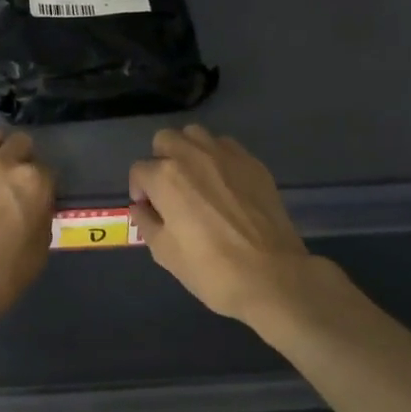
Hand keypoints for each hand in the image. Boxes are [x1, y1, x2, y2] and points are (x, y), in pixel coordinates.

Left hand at [0, 128, 55, 338]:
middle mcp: (4, 164)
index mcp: (34, 184)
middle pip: (20, 143)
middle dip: (20, 158)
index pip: (47, 171)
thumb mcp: (36, 257)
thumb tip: (35, 210)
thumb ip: (40, 223)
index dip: (41, 186)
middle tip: (11, 182)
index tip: (34, 200)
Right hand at [129, 125, 319, 329]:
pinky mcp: (253, 162)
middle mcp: (192, 155)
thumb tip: (141, 207)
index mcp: (165, 177)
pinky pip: (226, 146)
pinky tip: (224, 184)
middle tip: (169, 189)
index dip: (139, 190)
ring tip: (196, 179)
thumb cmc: (210, 269)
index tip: (149, 208)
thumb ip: (146, 222)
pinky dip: (217, 158)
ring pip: (196, 135)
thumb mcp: (165, 252)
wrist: (271, 276)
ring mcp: (226, 155)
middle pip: (165, 140)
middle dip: (160, 160)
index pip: (139, 170)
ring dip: (188, 151)